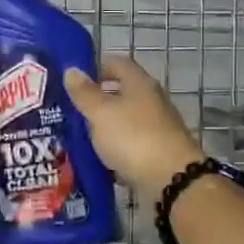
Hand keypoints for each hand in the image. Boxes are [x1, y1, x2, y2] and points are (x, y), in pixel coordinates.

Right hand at [63, 57, 203, 195]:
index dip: (96, 69)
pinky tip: (100, 161)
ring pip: (126, 121)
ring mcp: (158, 128)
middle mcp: (152, 101)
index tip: (75, 82)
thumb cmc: (133, 137)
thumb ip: (85, 93)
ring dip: (106, 128)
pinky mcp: (159, 152)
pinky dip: (117, 150)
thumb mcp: (101, 113)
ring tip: (79, 138)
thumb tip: (72, 70)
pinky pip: (132, 145)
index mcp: (140, 84)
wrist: (172, 179)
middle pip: (122, 94)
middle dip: (97, 102)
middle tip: (71, 112)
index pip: (118, 64)